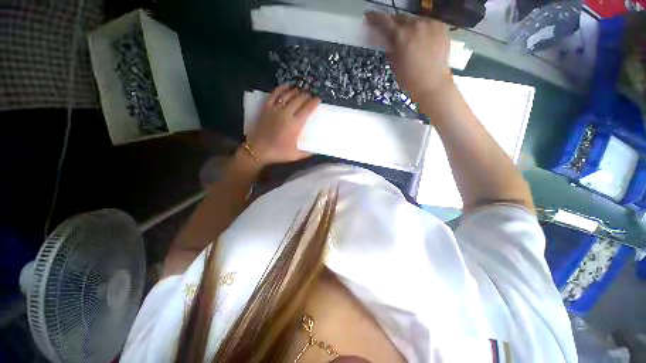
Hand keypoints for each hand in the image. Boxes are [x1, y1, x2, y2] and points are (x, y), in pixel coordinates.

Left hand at [247, 85, 320, 164]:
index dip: (314, 102)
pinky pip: (274, 94)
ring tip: (301, 93)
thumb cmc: (278, 153)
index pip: (307, 108)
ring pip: (288, 94)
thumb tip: (316, 150)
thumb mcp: (295, 155)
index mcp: (295, 124)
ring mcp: (275, 109)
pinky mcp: (266, 108)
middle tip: (310, 98)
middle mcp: (286, 113)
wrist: (257, 150)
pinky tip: (286, 87)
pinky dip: (281, 88)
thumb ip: (307, 152)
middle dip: (307, 96)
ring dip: (296, 92)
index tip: (318, 100)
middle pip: (299, 99)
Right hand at [365, 11, 453, 101]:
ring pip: (415, 20)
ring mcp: (431, 24)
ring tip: (410, 39)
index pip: (385, 22)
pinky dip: (422, 30)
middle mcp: (416, 25)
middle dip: (394, 23)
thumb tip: (389, 42)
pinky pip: (428, 24)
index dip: (375, 18)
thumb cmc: (410, 79)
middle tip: (391, 31)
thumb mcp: (395, 66)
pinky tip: (422, 40)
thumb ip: (391, 50)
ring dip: (409, 27)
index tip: (369, 16)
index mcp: (401, 36)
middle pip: (401, 18)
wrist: (433, 84)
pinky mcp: (442, 27)